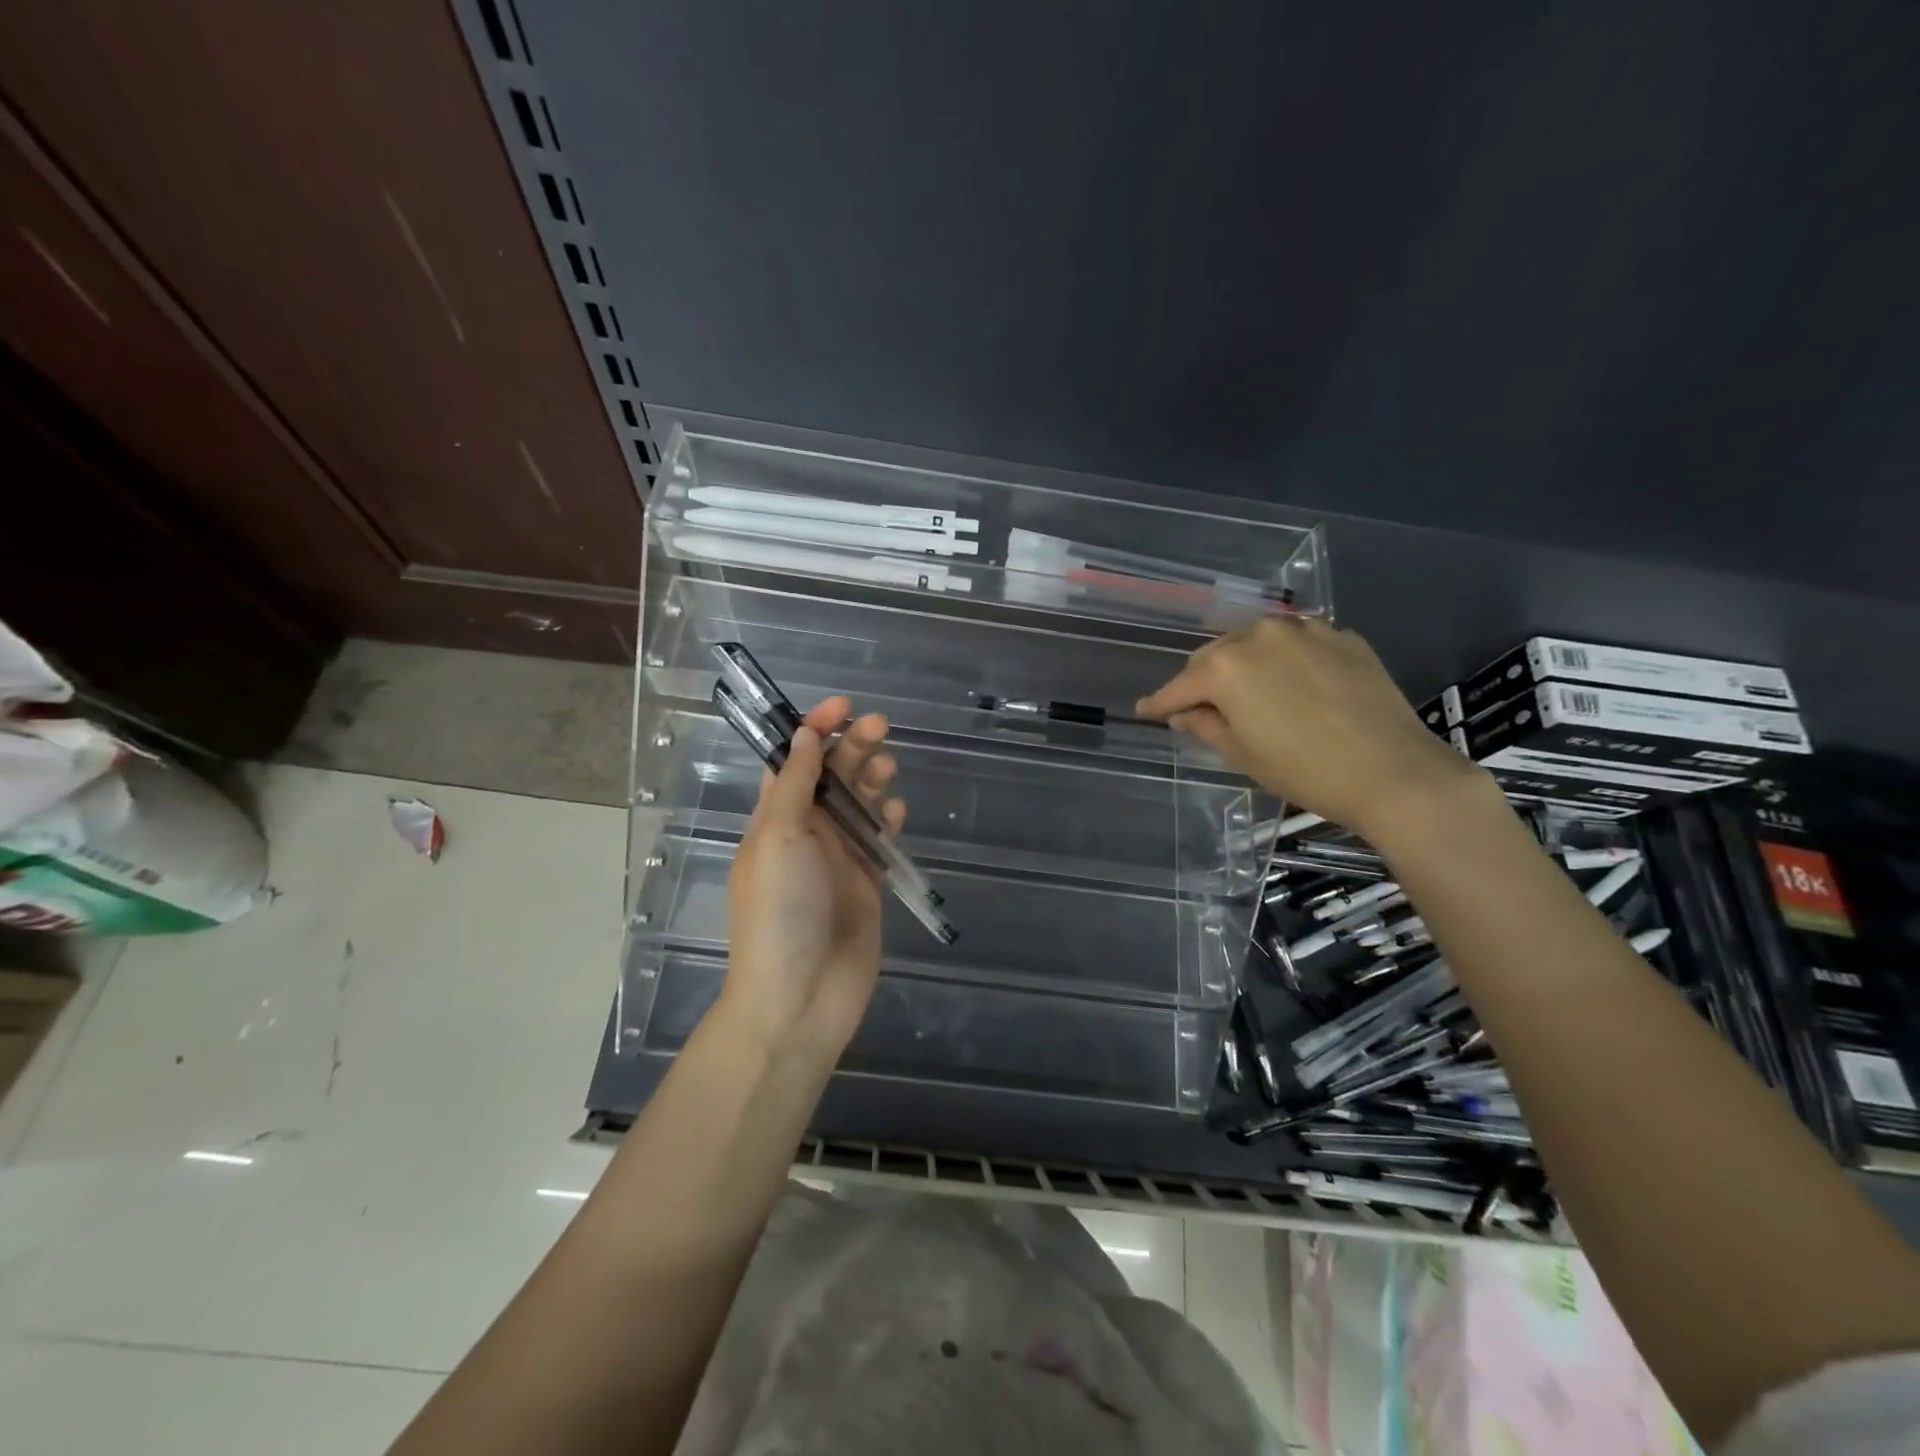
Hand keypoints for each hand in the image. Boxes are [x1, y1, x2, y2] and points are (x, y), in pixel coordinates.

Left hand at [720, 697, 903, 1060]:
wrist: (801, 997)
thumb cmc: (780, 910)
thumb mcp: (778, 837)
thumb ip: (794, 784)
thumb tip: (803, 735)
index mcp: (774, 818)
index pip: (792, 761)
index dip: (815, 729)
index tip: (843, 706)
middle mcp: (805, 833)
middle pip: (831, 776)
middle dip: (853, 747)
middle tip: (881, 727)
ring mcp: (837, 858)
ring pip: (859, 804)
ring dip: (872, 780)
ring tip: (887, 770)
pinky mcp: (866, 882)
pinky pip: (879, 839)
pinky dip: (889, 820)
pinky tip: (896, 815)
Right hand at [1135, 618, 1486, 840]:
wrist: (1394, 771)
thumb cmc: (1305, 771)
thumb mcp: (1243, 754)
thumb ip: (1205, 725)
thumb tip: (1183, 713)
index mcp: (1226, 668)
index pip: (1179, 686)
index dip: (1160, 703)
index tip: (1145, 710)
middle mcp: (1259, 635)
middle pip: (1214, 656)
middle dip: (1203, 681)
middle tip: (1205, 709)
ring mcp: (1304, 630)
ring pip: (1254, 641)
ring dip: (1243, 664)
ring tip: (1251, 694)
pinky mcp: (1341, 635)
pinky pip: (1296, 641)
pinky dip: (1284, 658)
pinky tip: (1294, 685)